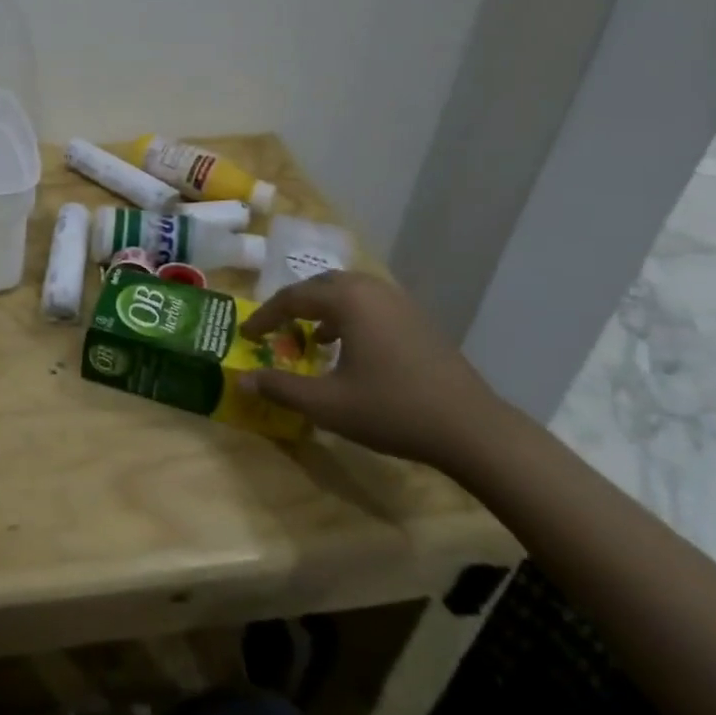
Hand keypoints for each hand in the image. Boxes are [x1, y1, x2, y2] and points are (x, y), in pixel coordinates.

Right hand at [237, 271, 510, 469]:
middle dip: (293, 305)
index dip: (264, 317)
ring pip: (348, 292)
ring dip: (322, 309)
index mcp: (347, 300)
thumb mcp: (327, 404)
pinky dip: (348, 317)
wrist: (472, 429)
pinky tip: (347, 348)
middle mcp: (372, 290)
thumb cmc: (392, 410)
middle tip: (274, 328)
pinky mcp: (418, 320)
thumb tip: (243, 380)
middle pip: (320, 285)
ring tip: (308, 337)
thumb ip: (281, 388)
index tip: (245, 335)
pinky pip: (370, 305)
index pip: (292, 298)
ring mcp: (400, 302)